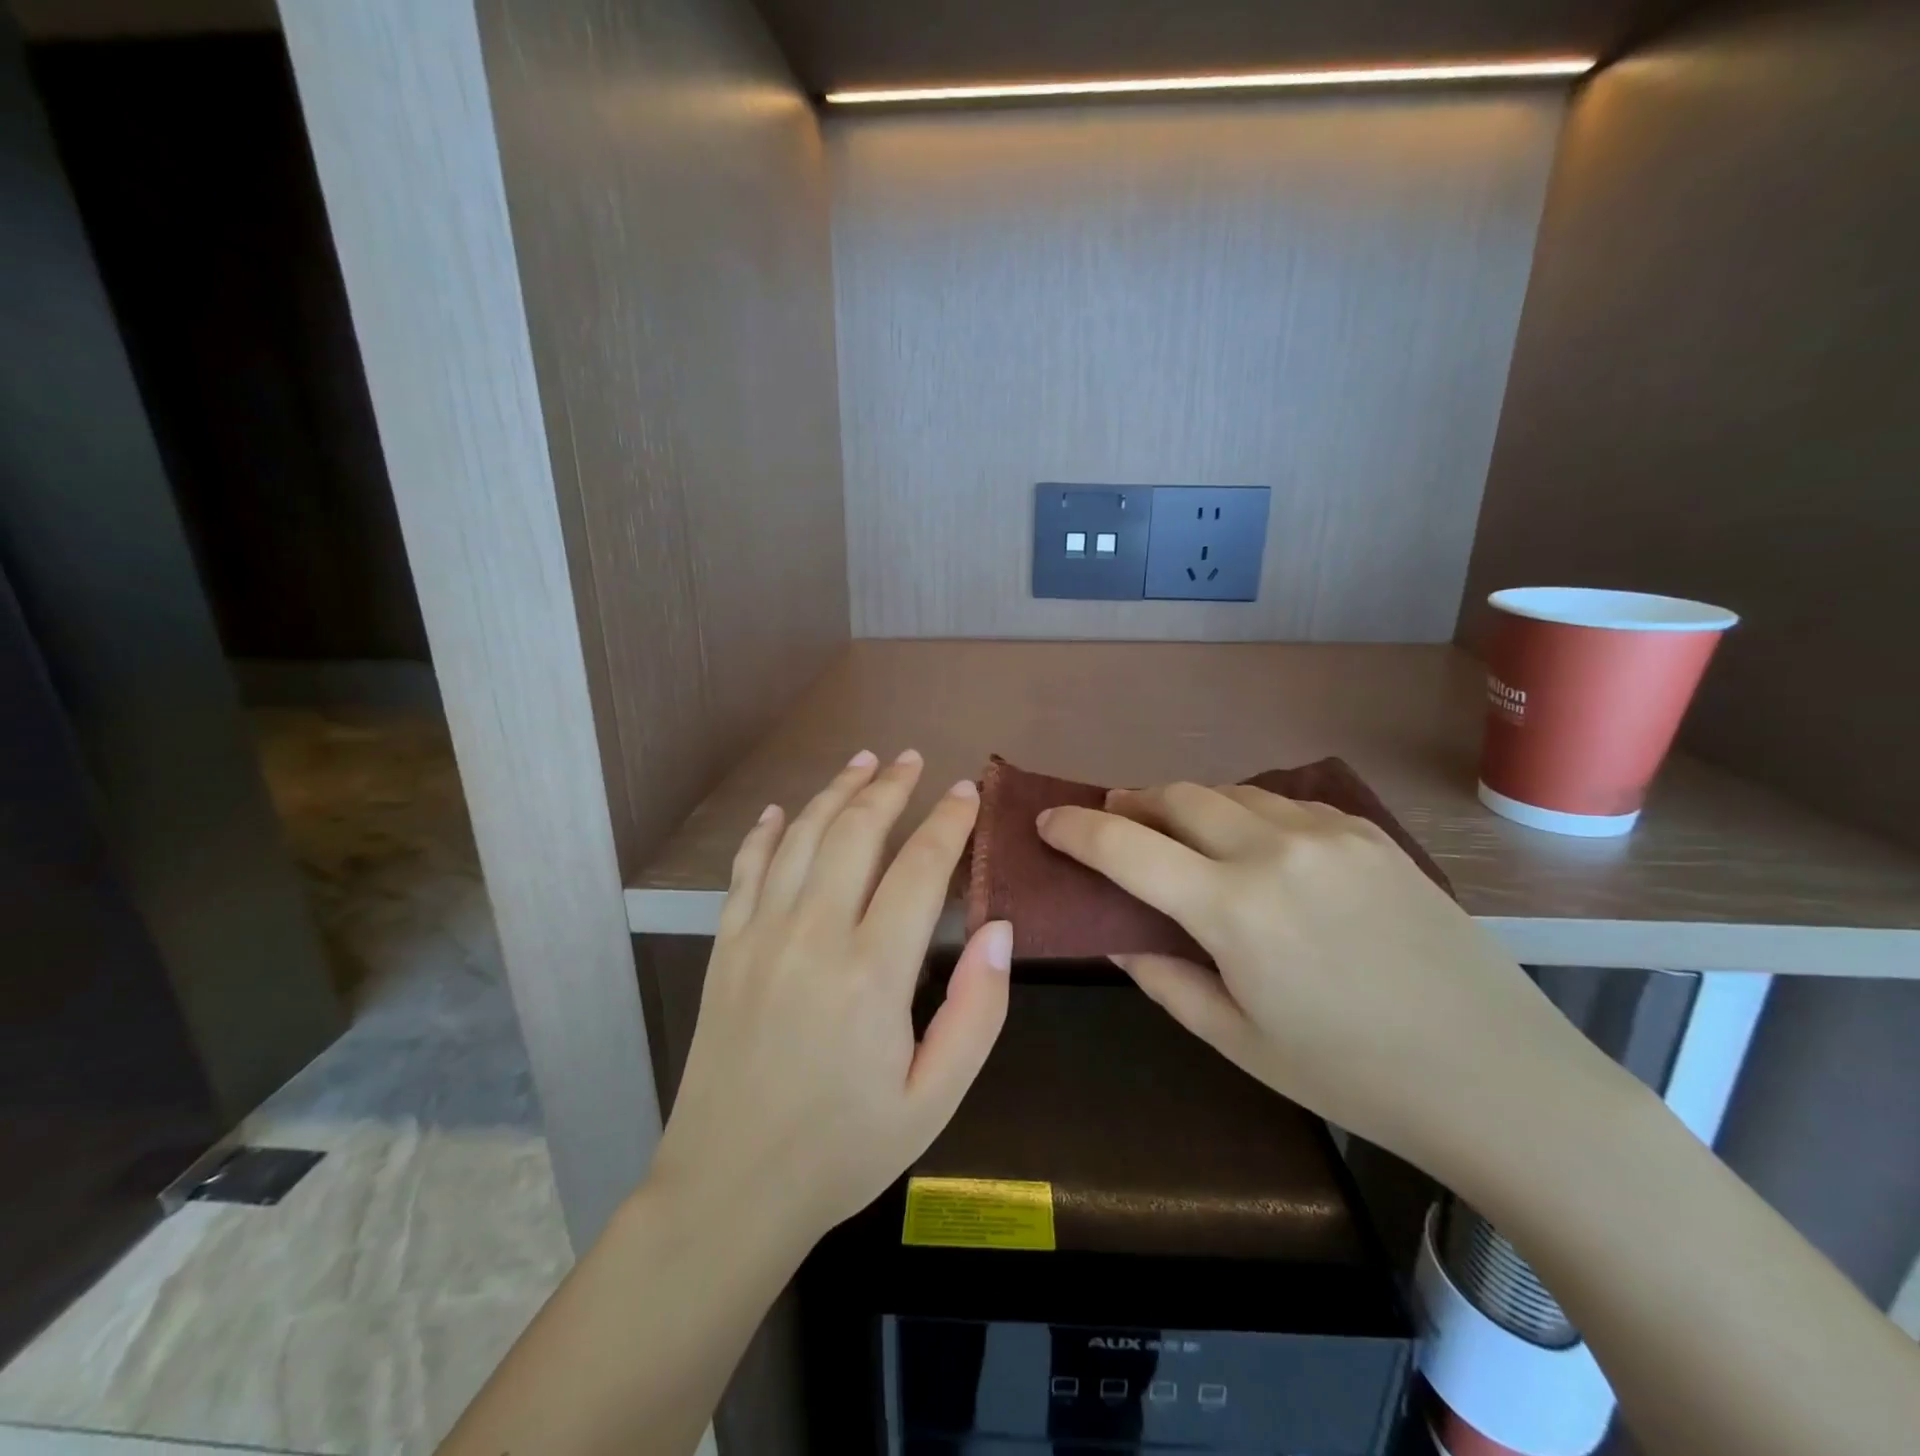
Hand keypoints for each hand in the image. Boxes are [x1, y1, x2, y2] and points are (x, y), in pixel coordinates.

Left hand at [650, 750, 1011, 1247]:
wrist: (729, 1190)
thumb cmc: (844, 1150)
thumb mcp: (934, 1099)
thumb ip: (977, 1011)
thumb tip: (1000, 929)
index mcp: (872, 972)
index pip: (921, 868)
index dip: (948, 821)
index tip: (966, 791)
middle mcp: (813, 935)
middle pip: (856, 833)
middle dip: (890, 787)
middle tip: (913, 758)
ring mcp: (760, 936)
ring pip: (802, 837)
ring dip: (834, 792)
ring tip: (862, 761)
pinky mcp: (725, 948)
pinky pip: (746, 870)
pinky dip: (766, 832)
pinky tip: (782, 810)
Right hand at [1036, 783, 1603, 1168]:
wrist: (1499, 1077)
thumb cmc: (1352, 1075)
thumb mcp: (1239, 1041)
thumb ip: (1165, 978)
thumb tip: (1119, 938)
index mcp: (1233, 910)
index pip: (1125, 847)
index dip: (1075, 828)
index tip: (1048, 821)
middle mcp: (1274, 851)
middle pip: (1176, 796)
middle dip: (1131, 804)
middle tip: (1111, 822)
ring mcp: (1328, 833)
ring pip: (1229, 791)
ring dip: (1187, 804)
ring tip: (1176, 831)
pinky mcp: (1369, 834)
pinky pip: (1284, 803)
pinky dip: (1246, 812)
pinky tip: (1253, 844)